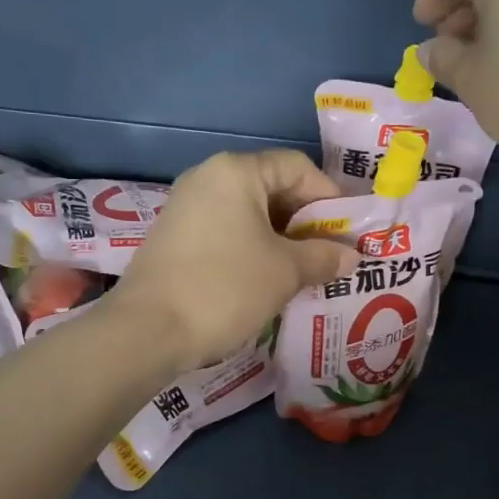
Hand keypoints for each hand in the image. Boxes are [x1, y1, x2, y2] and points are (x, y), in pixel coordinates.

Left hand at [111, 150, 354, 369]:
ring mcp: (185, 207)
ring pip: (248, 213)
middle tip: (328, 255)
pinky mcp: (174, 237)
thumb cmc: (225, 288)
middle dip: (305, 221)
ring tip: (302, 272)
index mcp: (236, 171)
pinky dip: (251, 248)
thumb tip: (351, 256)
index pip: (297, 167)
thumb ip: (323, 257)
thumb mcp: (285, 272)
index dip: (328, 197)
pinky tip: (265, 280)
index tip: (346, 234)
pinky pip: (225, 231)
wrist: (148, 331)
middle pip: (271, 187)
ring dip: (280, 239)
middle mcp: (207, 178)